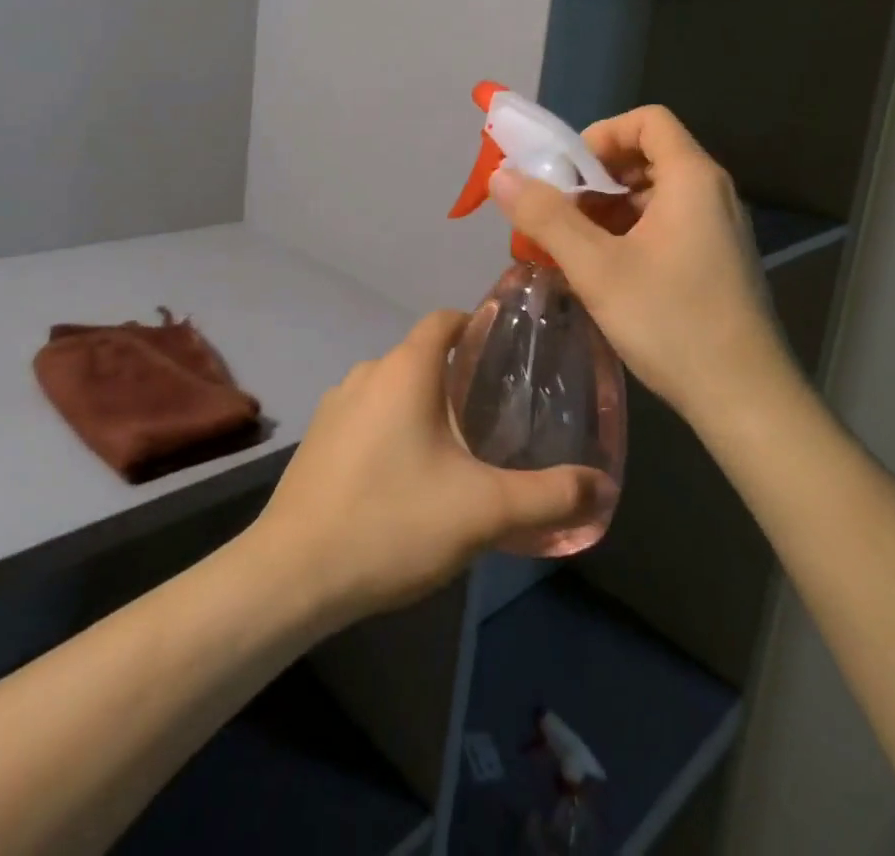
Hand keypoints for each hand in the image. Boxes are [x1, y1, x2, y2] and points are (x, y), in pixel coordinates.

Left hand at [250, 311, 603, 626]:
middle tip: (495, 413)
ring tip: (457, 447)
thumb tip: (601, 485)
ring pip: (392, 388)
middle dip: (457, 376)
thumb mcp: (483, 511)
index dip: (476, 325)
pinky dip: (393, 427)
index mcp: (404, 370)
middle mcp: (366, 373)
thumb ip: (548, 496)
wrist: (293, 573)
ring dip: (424, 404)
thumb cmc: (393, 522)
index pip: (444, 320)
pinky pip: (367, 415)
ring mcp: (335, 405)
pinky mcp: (317, 438)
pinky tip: (407, 475)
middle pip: (420, 356)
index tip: (507, 352)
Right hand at [487, 105, 796, 418]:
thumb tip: (501, 176)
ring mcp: (715, 229)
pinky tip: (598, 271)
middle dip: (593, 177)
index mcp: (691, 179)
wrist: (744, 400)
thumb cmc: (671, 321)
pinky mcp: (713, 261)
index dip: (601, 134)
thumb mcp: (596, 267)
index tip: (567, 173)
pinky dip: (625, 234)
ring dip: (604, 210)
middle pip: (645, 156)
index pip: (647, 120)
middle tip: (556, 212)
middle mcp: (710, 194)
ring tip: (568, 246)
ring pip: (650, 195)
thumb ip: (545, 216)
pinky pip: (663, 225)